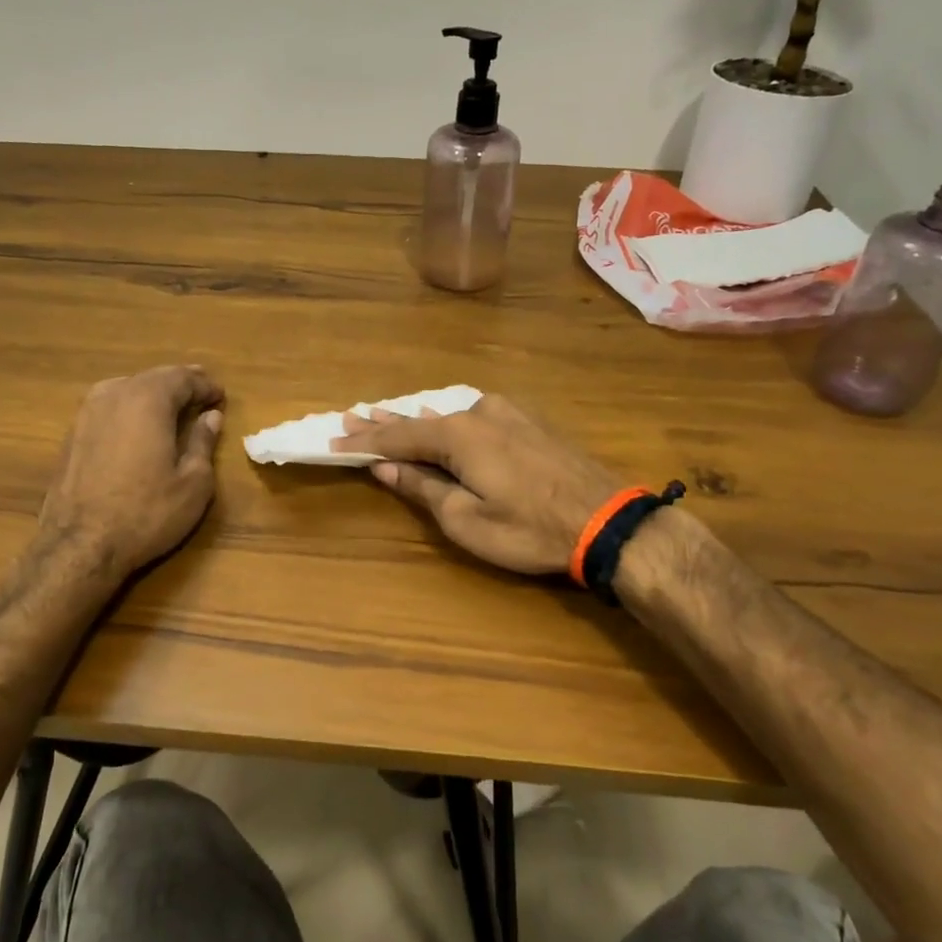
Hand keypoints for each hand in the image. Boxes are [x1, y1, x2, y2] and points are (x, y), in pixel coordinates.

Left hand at [37, 365, 225, 575]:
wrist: (79, 546)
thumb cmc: (146, 513)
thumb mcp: (193, 482)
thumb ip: (203, 443)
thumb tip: (210, 417)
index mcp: (148, 400)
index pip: (183, 378)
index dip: (206, 385)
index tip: (221, 397)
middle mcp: (114, 395)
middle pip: (153, 377)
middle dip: (181, 383)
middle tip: (202, 393)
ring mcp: (87, 413)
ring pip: (128, 388)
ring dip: (153, 393)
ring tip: (173, 406)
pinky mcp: (72, 434)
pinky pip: (109, 406)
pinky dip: (130, 408)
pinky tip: (139, 426)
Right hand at [332, 394, 622, 575]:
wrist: (608, 521)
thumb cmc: (529, 529)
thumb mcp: (466, 520)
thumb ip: (423, 488)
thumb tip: (386, 467)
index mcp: (458, 434)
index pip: (398, 435)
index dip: (365, 440)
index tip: (334, 438)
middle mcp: (479, 412)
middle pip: (420, 420)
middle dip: (385, 423)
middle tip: (350, 417)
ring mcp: (507, 414)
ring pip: (448, 416)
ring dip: (416, 422)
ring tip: (383, 416)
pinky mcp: (528, 423)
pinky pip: (473, 419)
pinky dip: (447, 424)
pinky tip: (437, 420)